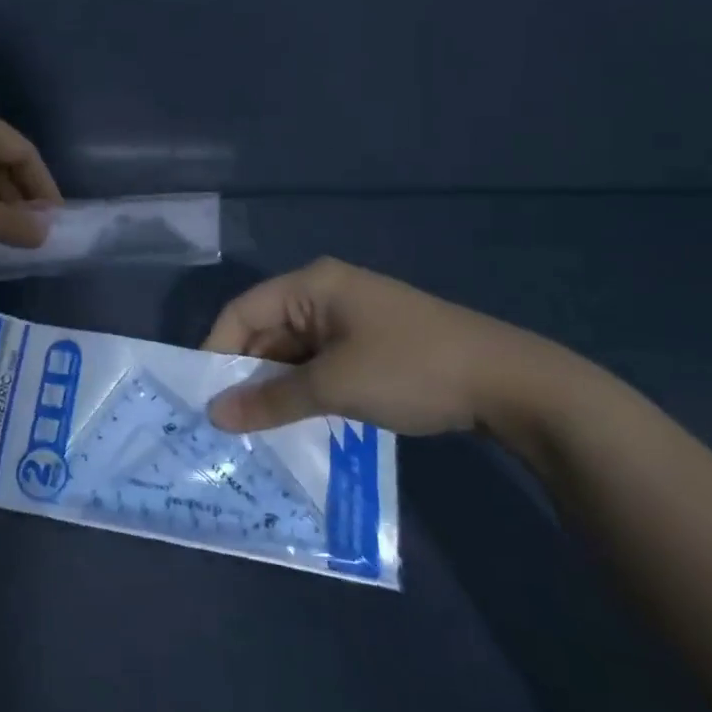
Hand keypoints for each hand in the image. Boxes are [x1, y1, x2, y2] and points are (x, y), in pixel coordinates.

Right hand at [201, 257, 606, 436]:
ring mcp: (350, 318)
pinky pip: (320, 361)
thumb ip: (271, 399)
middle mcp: (325, 293)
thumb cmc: (410, 369)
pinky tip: (296, 419)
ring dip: (276, 385)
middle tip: (226, 419)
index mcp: (312, 285)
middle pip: (267, 330)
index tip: (202, 395)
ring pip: (294, 350)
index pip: (243, 311)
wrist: (509, 383)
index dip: (217, 350)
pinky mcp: (370, 343)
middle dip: (247, 372)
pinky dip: (305, 388)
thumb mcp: (334, 387)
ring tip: (255, 426)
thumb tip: (216, 415)